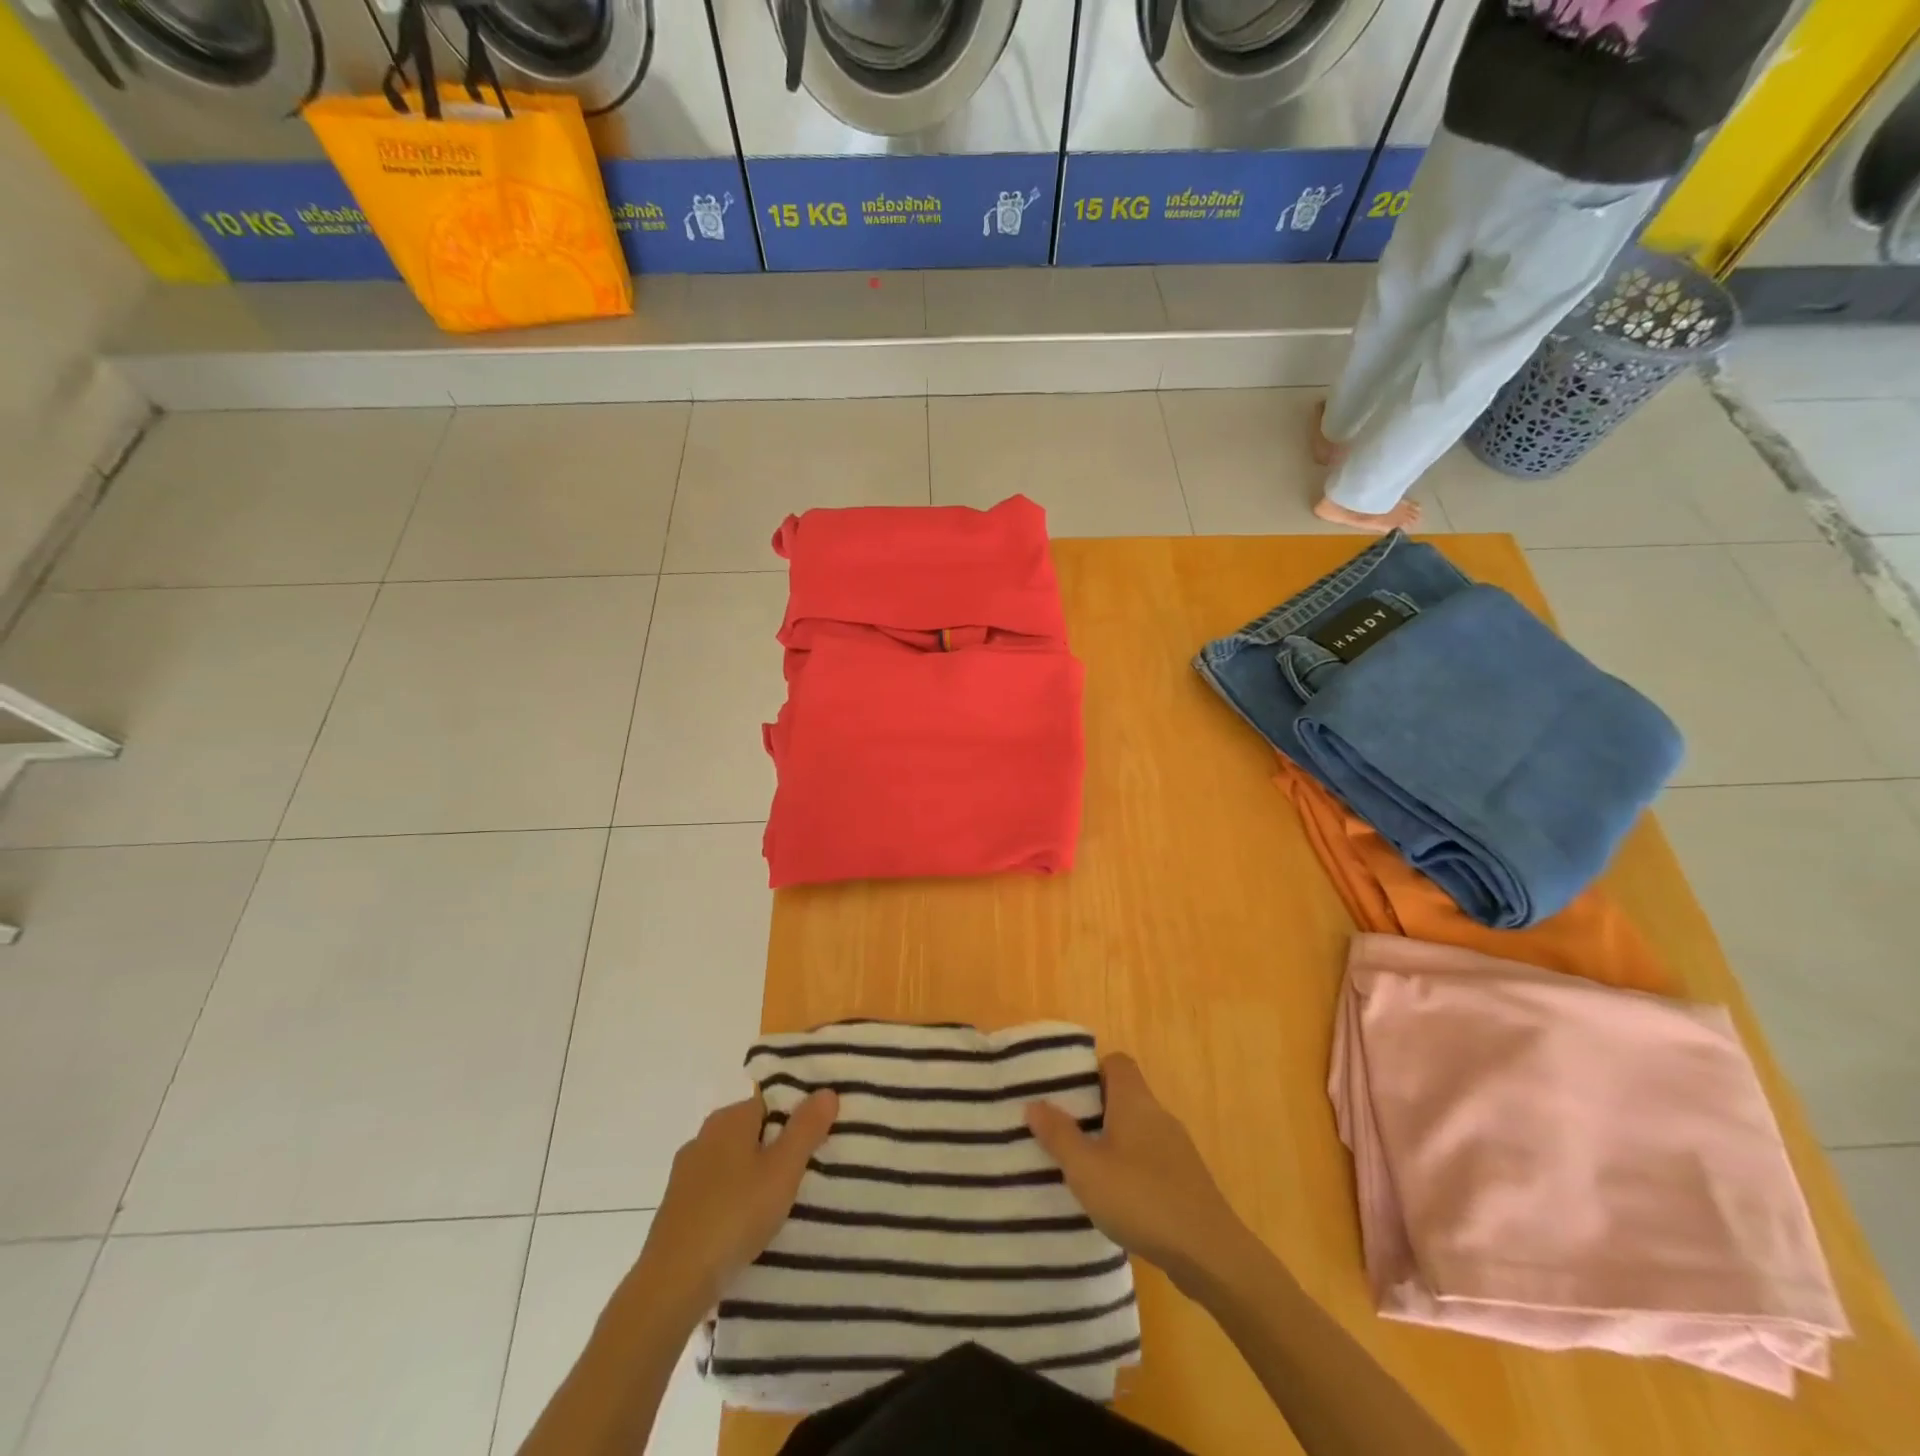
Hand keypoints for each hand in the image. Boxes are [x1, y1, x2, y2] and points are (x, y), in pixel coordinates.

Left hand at [635, 1089, 838, 1322]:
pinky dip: (735, 1200)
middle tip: (805, 1174)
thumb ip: (806, 1128)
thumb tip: (826, 1091)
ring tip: (781, 1204)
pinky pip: (717, 1191)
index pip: (771, 1103)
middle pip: (752, 1132)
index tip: (816, 1142)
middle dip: (777, 1149)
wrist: (672, 1283)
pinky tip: (748, 1226)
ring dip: (755, 1177)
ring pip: (734, 1163)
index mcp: (729, 1119)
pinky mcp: (677, 1208)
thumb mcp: (783, 1170)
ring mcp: (686, 1173)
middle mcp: (704, 1136)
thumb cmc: (735, 1215)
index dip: (796, 1119)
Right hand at [1026, 1053, 1249, 1295]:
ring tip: (1082, 1166)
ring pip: (1136, 1129)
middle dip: (1093, 1109)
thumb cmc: (1141, 1199)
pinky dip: (1130, 1167)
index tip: (1065, 1093)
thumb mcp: (1086, 1168)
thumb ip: (1058, 1135)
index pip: (1116, 1062)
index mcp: (1135, 1101)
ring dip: (1110, 1141)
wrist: (1209, 1254)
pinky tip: (1115, 1197)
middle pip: (1123, 1095)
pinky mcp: (1186, 1180)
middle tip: (1062, 1130)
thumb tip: (1034, 1103)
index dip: (1090, 1070)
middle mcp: (1158, 1115)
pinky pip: (1150, 1158)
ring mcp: (1176, 1148)